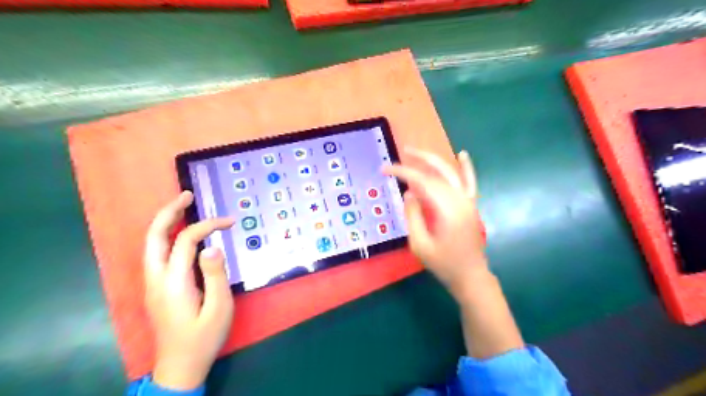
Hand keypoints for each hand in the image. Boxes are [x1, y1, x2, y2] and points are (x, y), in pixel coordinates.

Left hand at [145, 191, 234, 388]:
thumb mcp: (219, 307)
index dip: (208, 225)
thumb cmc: (204, 337)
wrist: (180, 366)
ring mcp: (152, 283)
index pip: (186, 240)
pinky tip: (181, 233)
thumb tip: (213, 246)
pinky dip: (168, 236)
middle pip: (154, 236)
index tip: (230, 222)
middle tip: (187, 195)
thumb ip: (215, 275)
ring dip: (166, 222)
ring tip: (184, 207)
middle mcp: (156, 278)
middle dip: (169, 212)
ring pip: (151, 244)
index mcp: (173, 282)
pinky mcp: (156, 288)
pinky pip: (157, 253)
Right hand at [383, 149, 489, 297]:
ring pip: (450, 173)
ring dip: (433, 160)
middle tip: (400, 153)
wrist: (470, 276)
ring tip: (416, 152)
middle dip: (417, 161)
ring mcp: (468, 201)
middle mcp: (459, 200)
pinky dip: (466, 167)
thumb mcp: (420, 244)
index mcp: (446, 210)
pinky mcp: (471, 205)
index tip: (385, 170)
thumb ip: (413, 216)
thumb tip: (408, 192)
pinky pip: (470, 182)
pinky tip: (462, 154)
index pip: (421, 182)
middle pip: (436, 173)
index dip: (402, 172)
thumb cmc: (443, 264)